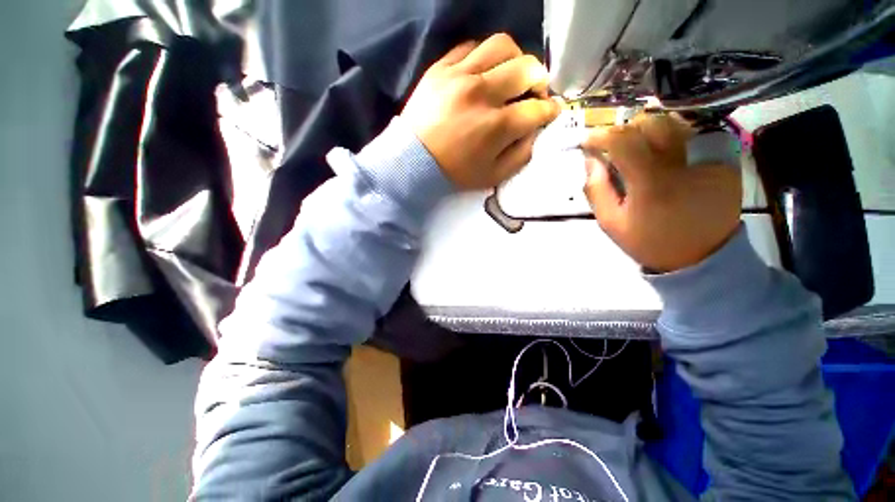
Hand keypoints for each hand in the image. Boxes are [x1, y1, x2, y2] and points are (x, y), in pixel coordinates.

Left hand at [401, 34, 560, 189]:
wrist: (413, 162)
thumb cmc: (454, 172)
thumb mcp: (493, 176)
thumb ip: (520, 155)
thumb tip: (533, 131)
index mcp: (497, 126)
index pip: (537, 109)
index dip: (549, 110)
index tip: (550, 111)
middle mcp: (482, 94)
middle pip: (526, 68)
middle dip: (540, 80)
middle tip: (534, 92)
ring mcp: (460, 76)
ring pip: (502, 46)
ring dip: (516, 58)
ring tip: (512, 75)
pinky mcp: (441, 68)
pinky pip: (470, 46)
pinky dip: (485, 56)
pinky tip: (484, 71)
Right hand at [582, 114, 741, 272]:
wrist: (702, 256)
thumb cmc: (650, 241)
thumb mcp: (611, 222)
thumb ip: (596, 189)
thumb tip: (591, 159)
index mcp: (651, 182)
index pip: (623, 142)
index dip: (601, 136)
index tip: (588, 140)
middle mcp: (682, 163)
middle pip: (651, 123)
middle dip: (626, 129)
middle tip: (615, 145)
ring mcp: (708, 158)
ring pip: (674, 123)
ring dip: (649, 130)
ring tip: (639, 146)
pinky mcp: (725, 159)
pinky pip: (694, 134)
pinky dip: (672, 136)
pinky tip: (664, 152)